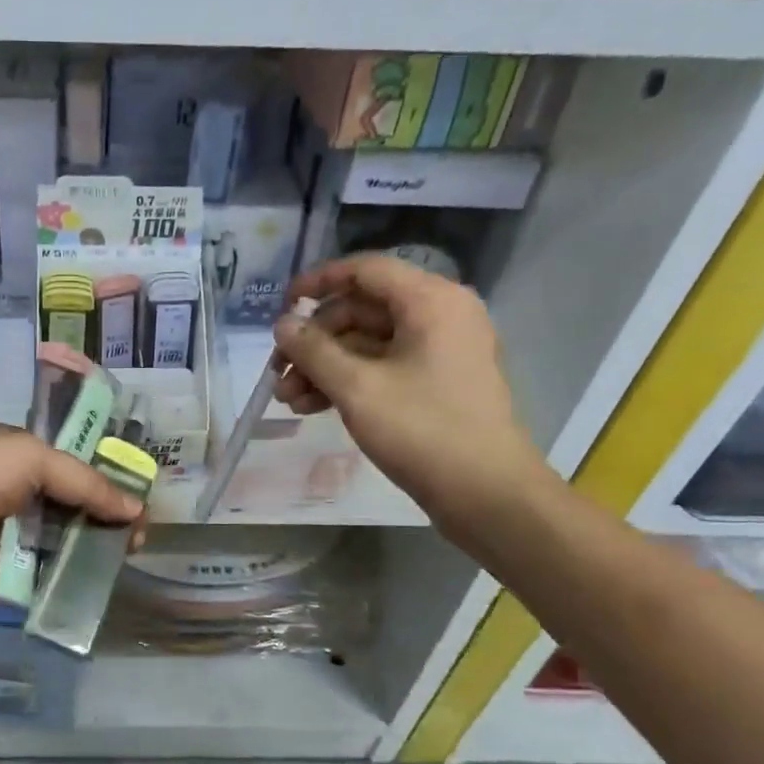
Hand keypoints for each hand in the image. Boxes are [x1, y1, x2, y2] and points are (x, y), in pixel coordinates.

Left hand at [0, 422, 145, 607]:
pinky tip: (109, 572)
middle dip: (108, 511)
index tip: (137, 488)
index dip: (103, 473)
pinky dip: (79, 572)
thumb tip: (134, 508)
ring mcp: (14, 536)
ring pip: (67, 538)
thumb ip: (84, 480)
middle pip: (72, 502)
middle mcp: (14, 493)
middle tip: (141, 526)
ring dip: (99, 542)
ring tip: (133, 548)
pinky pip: (53, 572)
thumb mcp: (31, 456)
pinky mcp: (13, 576)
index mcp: (14, 454)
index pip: (68, 461)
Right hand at [272, 255, 547, 520]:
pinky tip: (312, 407)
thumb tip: (282, 324)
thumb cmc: (423, 430)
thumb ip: (314, 350)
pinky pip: (382, 368)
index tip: (282, 306)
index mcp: (431, 301)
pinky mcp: (435, 383)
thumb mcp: (357, 388)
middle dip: (315, 341)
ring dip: (324, 367)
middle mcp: (439, 316)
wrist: (486, 493)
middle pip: (362, 310)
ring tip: (288, 399)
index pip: (365, 271)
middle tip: (278, 372)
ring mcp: (439, 352)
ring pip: (367, 344)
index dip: (319, 282)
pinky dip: (347, 382)